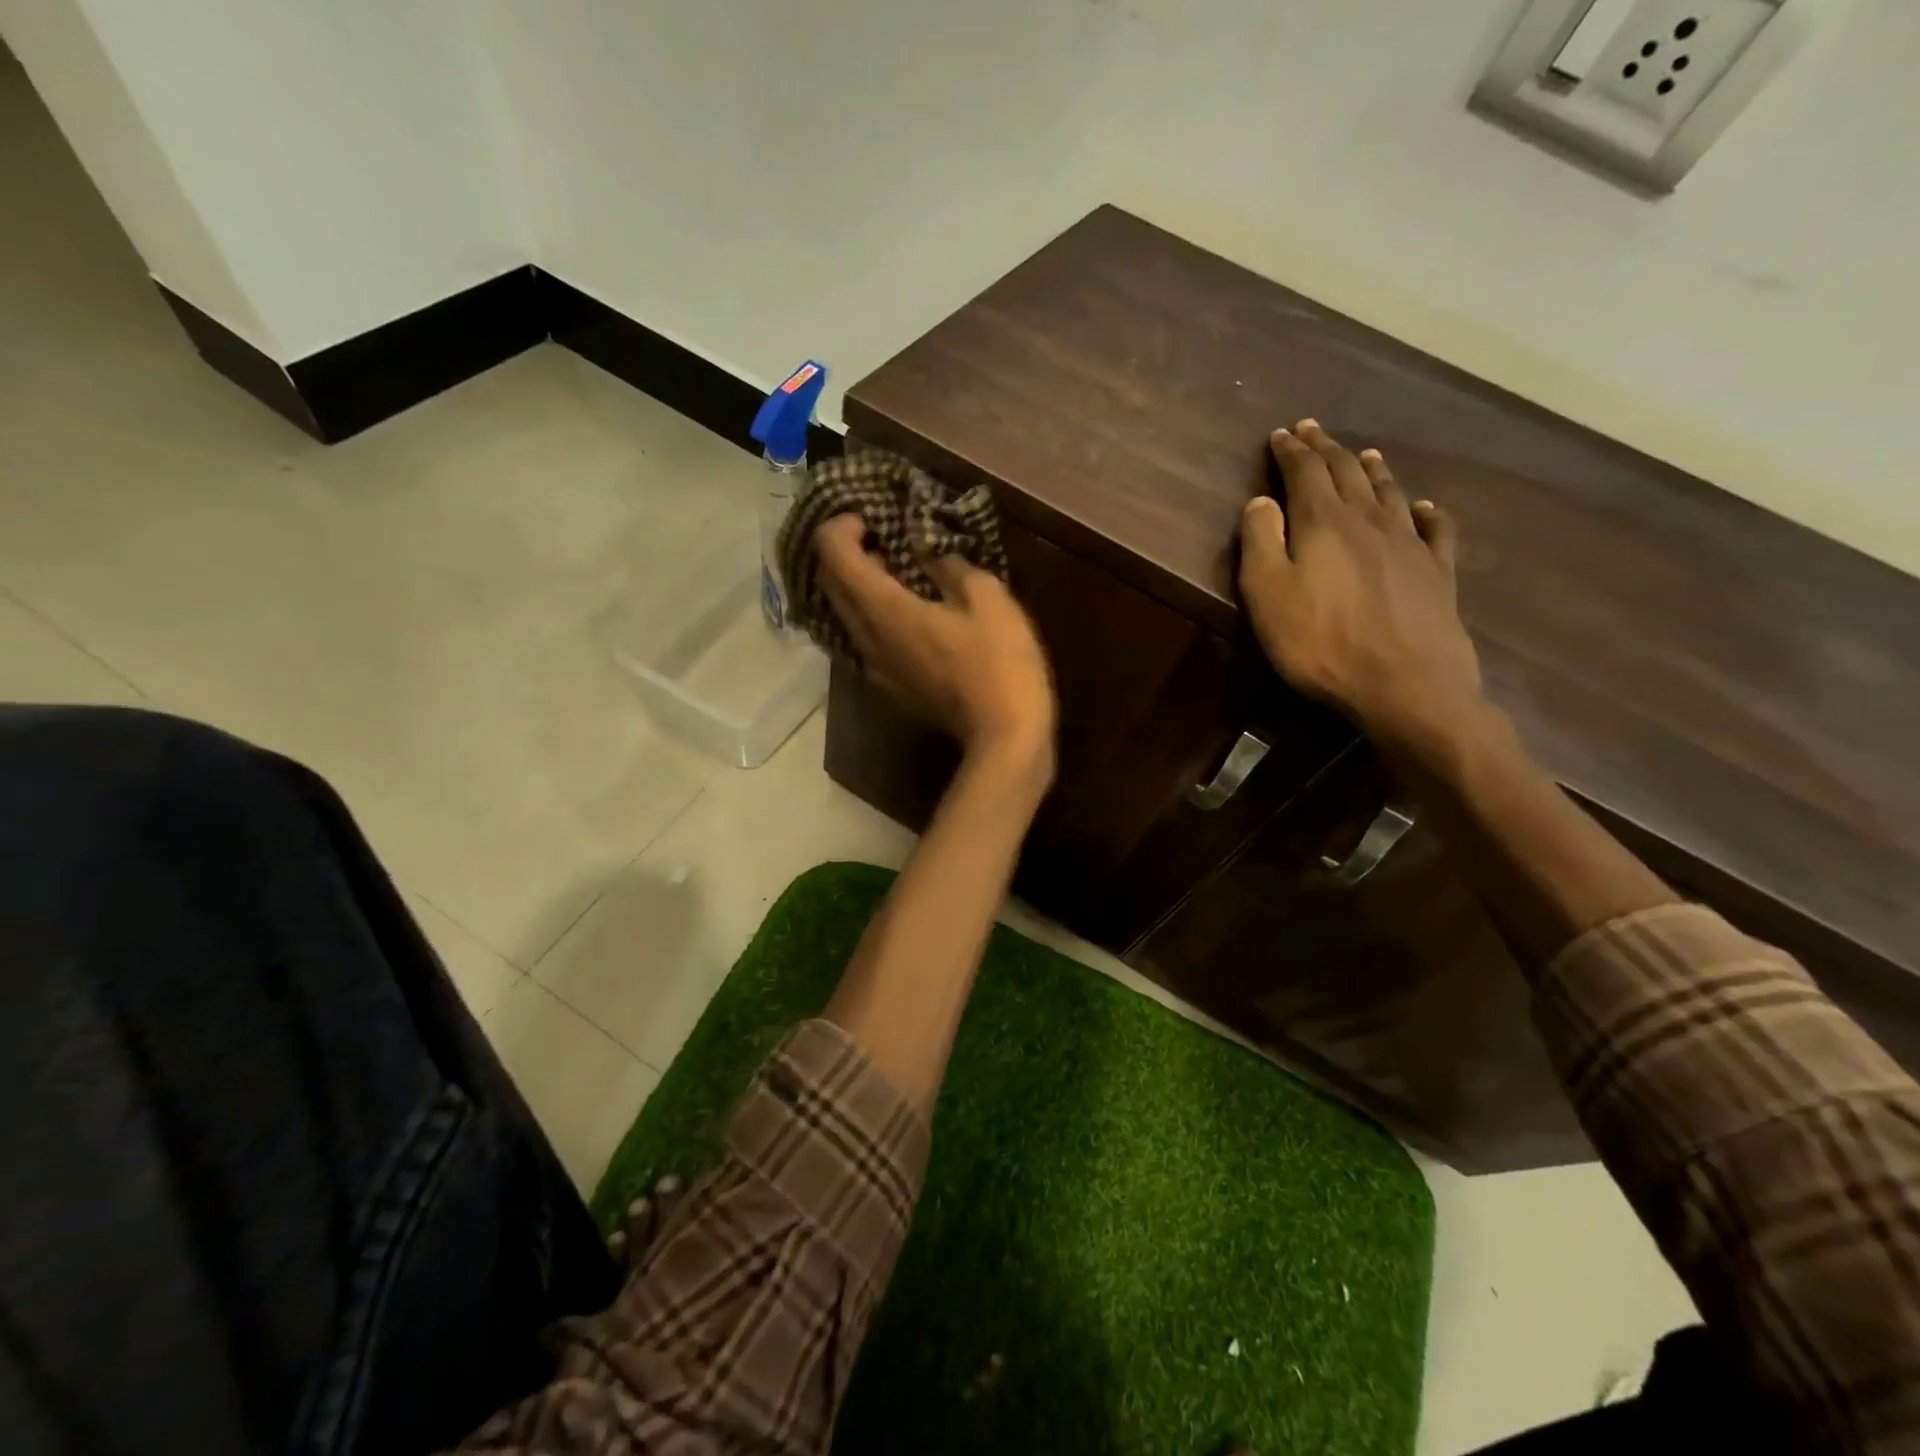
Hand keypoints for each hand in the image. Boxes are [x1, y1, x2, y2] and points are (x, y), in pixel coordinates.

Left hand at [814, 515, 1056, 775]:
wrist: (1004, 736)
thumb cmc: (1000, 663)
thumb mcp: (987, 597)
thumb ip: (948, 564)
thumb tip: (925, 548)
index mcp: (885, 609)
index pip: (833, 554)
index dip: (842, 526)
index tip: (872, 517)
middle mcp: (866, 637)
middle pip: (830, 582)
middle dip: (844, 550)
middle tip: (880, 535)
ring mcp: (874, 665)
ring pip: (844, 612)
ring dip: (858, 582)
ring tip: (896, 566)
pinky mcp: (889, 683)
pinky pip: (863, 635)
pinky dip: (872, 610)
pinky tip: (907, 606)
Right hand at [1239, 419, 1484, 751]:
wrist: (1406, 684)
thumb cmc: (1320, 642)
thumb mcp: (1267, 594)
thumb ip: (1260, 541)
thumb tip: (1262, 500)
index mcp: (1323, 522)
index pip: (1305, 472)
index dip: (1291, 450)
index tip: (1281, 433)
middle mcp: (1369, 520)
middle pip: (1347, 473)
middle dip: (1326, 449)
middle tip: (1313, 430)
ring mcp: (1409, 544)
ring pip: (1389, 492)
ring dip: (1372, 469)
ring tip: (1364, 453)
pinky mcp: (1437, 572)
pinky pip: (1434, 529)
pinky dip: (1426, 511)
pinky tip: (1425, 506)